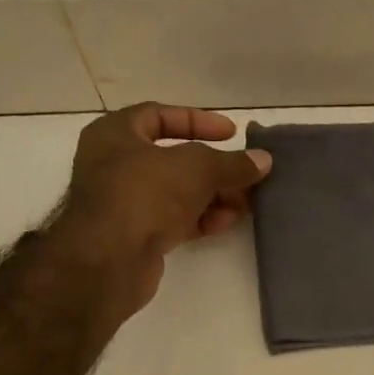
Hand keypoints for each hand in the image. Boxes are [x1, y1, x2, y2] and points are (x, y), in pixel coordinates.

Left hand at [52, 102, 271, 316]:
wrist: (109, 259)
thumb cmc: (145, 193)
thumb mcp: (197, 168)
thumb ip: (232, 163)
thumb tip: (264, 160)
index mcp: (115, 134)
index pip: (159, 115)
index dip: (198, 121)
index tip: (232, 134)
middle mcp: (114, 165)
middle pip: (173, 159)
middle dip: (214, 168)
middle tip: (245, 175)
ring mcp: (123, 203)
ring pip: (176, 192)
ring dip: (213, 196)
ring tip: (245, 203)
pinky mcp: (134, 236)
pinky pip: (173, 220)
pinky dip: (200, 219)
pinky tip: (226, 223)